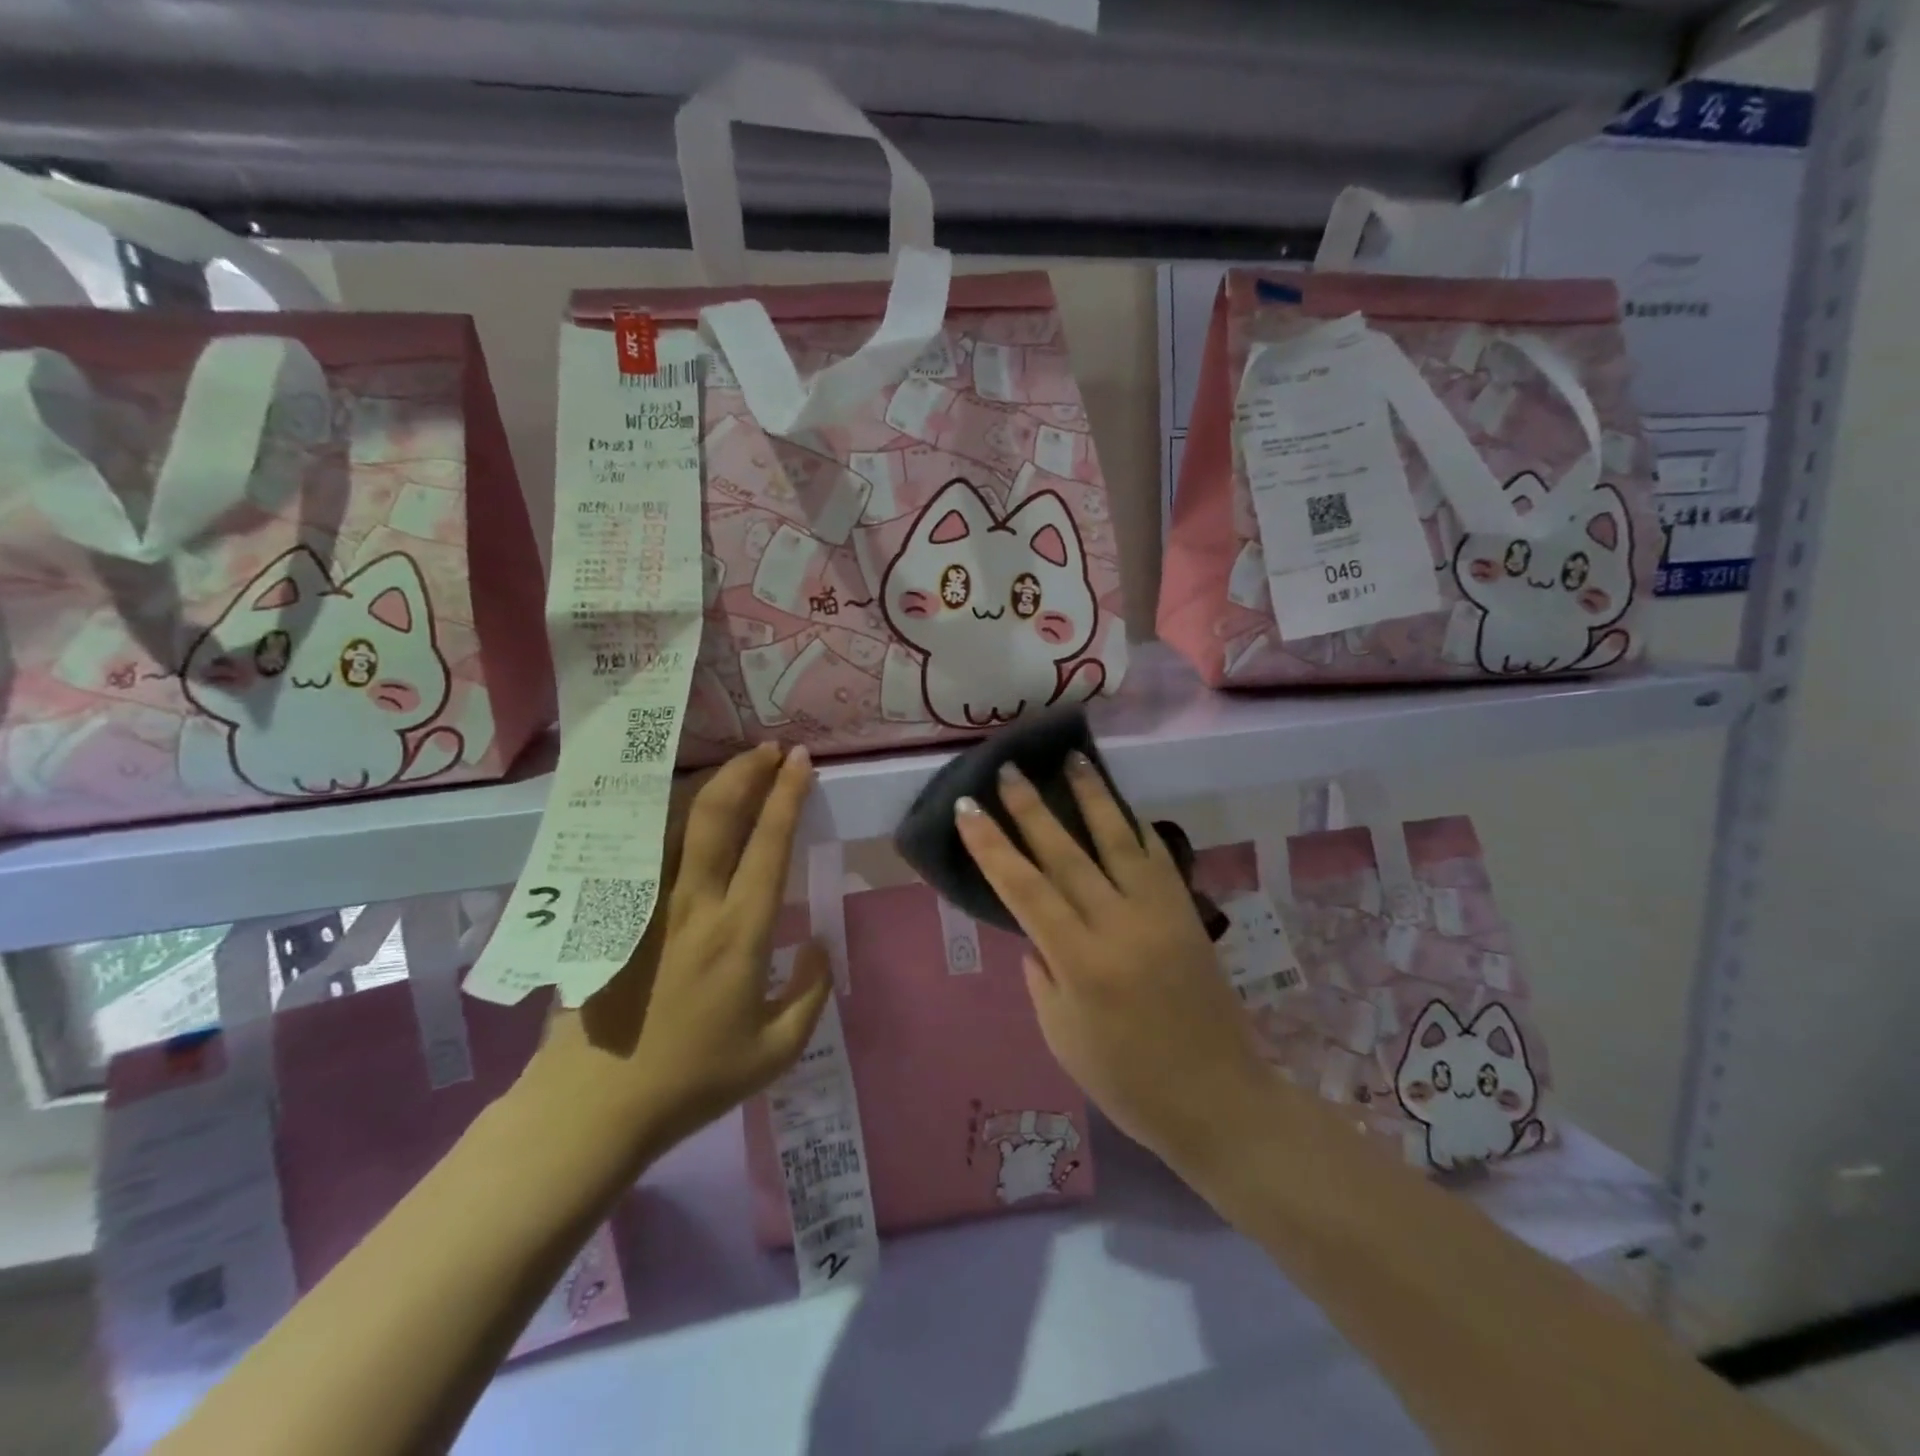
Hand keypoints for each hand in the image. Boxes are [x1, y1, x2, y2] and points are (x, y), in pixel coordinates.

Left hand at [532, 743, 831, 1160]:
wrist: (594, 1104)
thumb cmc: (692, 1079)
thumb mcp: (776, 1050)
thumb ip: (811, 991)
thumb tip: (819, 941)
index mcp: (739, 934)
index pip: (769, 846)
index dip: (787, 797)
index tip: (801, 762)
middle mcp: (693, 905)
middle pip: (717, 816)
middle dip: (747, 773)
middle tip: (769, 749)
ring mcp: (645, 904)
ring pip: (674, 822)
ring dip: (708, 785)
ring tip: (733, 765)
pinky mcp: (611, 914)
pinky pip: (641, 848)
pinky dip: (664, 816)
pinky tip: (676, 804)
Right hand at [954, 753, 1273, 1179]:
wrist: (1218, 1099)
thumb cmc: (1127, 1081)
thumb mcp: (1061, 1036)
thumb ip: (1042, 974)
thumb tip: (1036, 931)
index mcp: (1081, 963)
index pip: (1025, 889)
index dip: (991, 847)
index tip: (967, 809)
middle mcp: (1120, 925)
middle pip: (1067, 854)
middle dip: (1031, 808)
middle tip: (1008, 769)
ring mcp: (1160, 913)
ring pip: (1118, 841)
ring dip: (1092, 796)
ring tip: (1072, 759)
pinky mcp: (1186, 913)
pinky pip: (1157, 858)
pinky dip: (1135, 827)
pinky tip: (1120, 806)